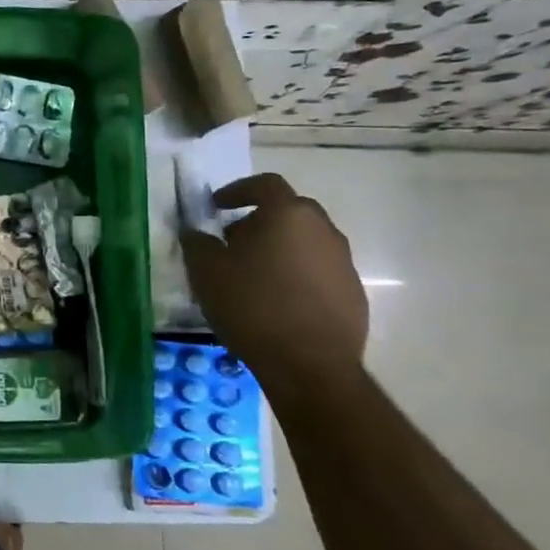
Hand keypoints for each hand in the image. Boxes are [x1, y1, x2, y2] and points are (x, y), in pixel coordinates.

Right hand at [180, 174, 367, 391]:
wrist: (309, 365)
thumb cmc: (252, 306)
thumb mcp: (206, 272)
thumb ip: (197, 243)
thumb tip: (196, 233)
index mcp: (287, 214)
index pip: (264, 184)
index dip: (237, 190)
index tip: (216, 206)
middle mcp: (322, 229)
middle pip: (288, 212)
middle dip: (258, 222)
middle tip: (232, 244)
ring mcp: (343, 261)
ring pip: (305, 242)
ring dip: (279, 250)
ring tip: (253, 277)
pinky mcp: (353, 293)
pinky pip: (318, 272)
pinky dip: (296, 276)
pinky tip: (277, 303)